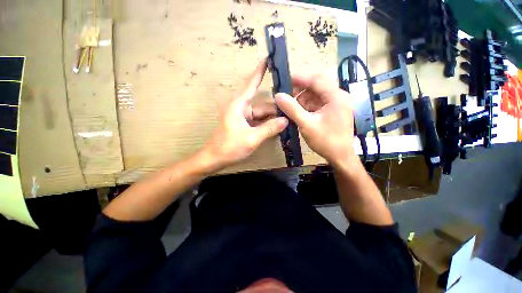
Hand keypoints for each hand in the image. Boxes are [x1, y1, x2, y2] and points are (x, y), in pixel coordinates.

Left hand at [202, 59, 288, 170]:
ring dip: (273, 119)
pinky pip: (258, 123)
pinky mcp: (244, 126)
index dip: (260, 71)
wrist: (214, 159)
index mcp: (239, 106)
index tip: (268, 59)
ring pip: (262, 116)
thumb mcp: (252, 138)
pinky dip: (267, 125)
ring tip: (288, 122)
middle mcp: (242, 109)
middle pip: (263, 106)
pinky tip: (277, 128)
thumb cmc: (229, 147)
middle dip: (276, 110)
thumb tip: (286, 120)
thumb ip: (269, 129)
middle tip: (293, 111)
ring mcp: (243, 118)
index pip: (251, 84)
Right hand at [275, 74, 354, 165]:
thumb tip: (278, 96)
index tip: (284, 79)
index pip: (316, 79)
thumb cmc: (325, 141)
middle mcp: (338, 96)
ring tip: (289, 106)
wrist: (340, 157)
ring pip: (316, 95)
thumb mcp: (306, 125)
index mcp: (336, 96)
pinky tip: (298, 112)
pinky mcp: (333, 111)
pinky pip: (317, 103)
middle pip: (316, 86)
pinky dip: (307, 106)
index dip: (299, 78)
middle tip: (285, 96)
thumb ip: (292, 109)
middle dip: (299, 90)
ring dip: (302, 99)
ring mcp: (336, 104)